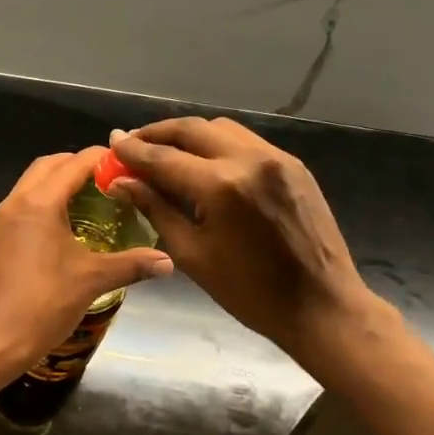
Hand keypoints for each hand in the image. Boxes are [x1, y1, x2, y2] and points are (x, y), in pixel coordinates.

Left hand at [0, 147, 171, 373]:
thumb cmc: (44, 305)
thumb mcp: (92, 281)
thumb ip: (131, 265)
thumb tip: (168, 262)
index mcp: (38, 204)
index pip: (73, 164)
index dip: (100, 159)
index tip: (122, 163)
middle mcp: (11, 205)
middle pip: (44, 168)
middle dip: (73, 166)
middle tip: (102, 180)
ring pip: (24, 191)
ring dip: (51, 189)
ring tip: (79, 208)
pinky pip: (11, 217)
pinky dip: (33, 215)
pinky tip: (47, 242)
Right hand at [106, 118, 380, 364]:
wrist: (321, 306)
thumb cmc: (249, 292)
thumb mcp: (191, 254)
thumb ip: (155, 209)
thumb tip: (121, 182)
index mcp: (222, 186)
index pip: (164, 157)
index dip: (133, 151)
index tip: (111, 144)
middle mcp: (250, 159)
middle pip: (192, 129)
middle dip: (157, 133)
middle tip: (132, 143)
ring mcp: (277, 158)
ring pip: (221, 128)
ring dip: (188, 135)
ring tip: (165, 151)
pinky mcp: (294, 165)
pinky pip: (245, 141)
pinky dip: (217, 144)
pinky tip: (203, 163)